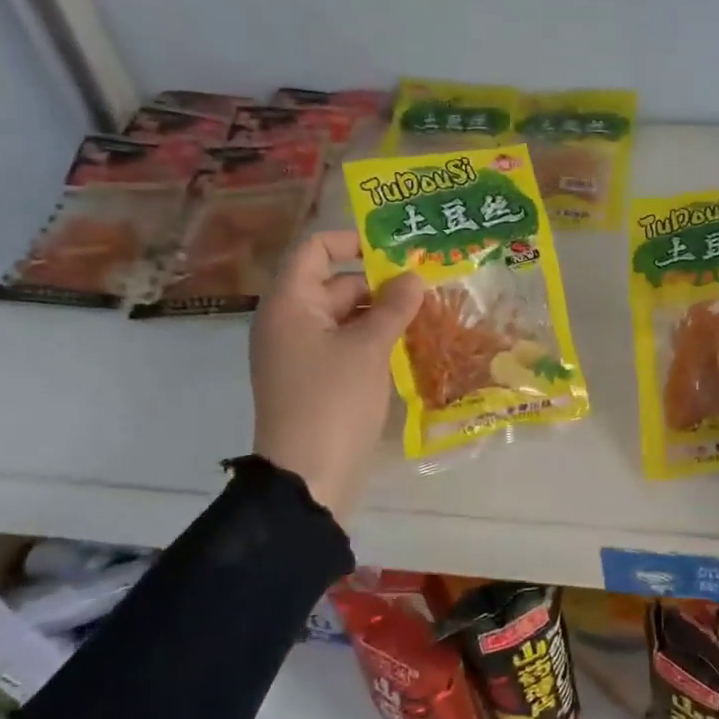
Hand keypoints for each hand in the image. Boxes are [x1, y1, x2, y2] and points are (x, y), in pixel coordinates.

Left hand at [250, 229, 423, 515]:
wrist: (308, 478)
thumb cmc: (333, 400)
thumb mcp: (369, 347)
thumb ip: (394, 306)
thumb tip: (414, 277)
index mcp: (291, 304)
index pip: (315, 250)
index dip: (352, 241)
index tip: (395, 248)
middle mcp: (290, 322)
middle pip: (335, 283)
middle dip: (380, 282)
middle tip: (428, 284)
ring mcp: (302, 353)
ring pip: (346, 316)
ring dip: (383, 312)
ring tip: (428, 312)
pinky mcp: (317, 379)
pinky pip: (346, 344)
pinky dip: (374, 339)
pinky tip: (411, 344)